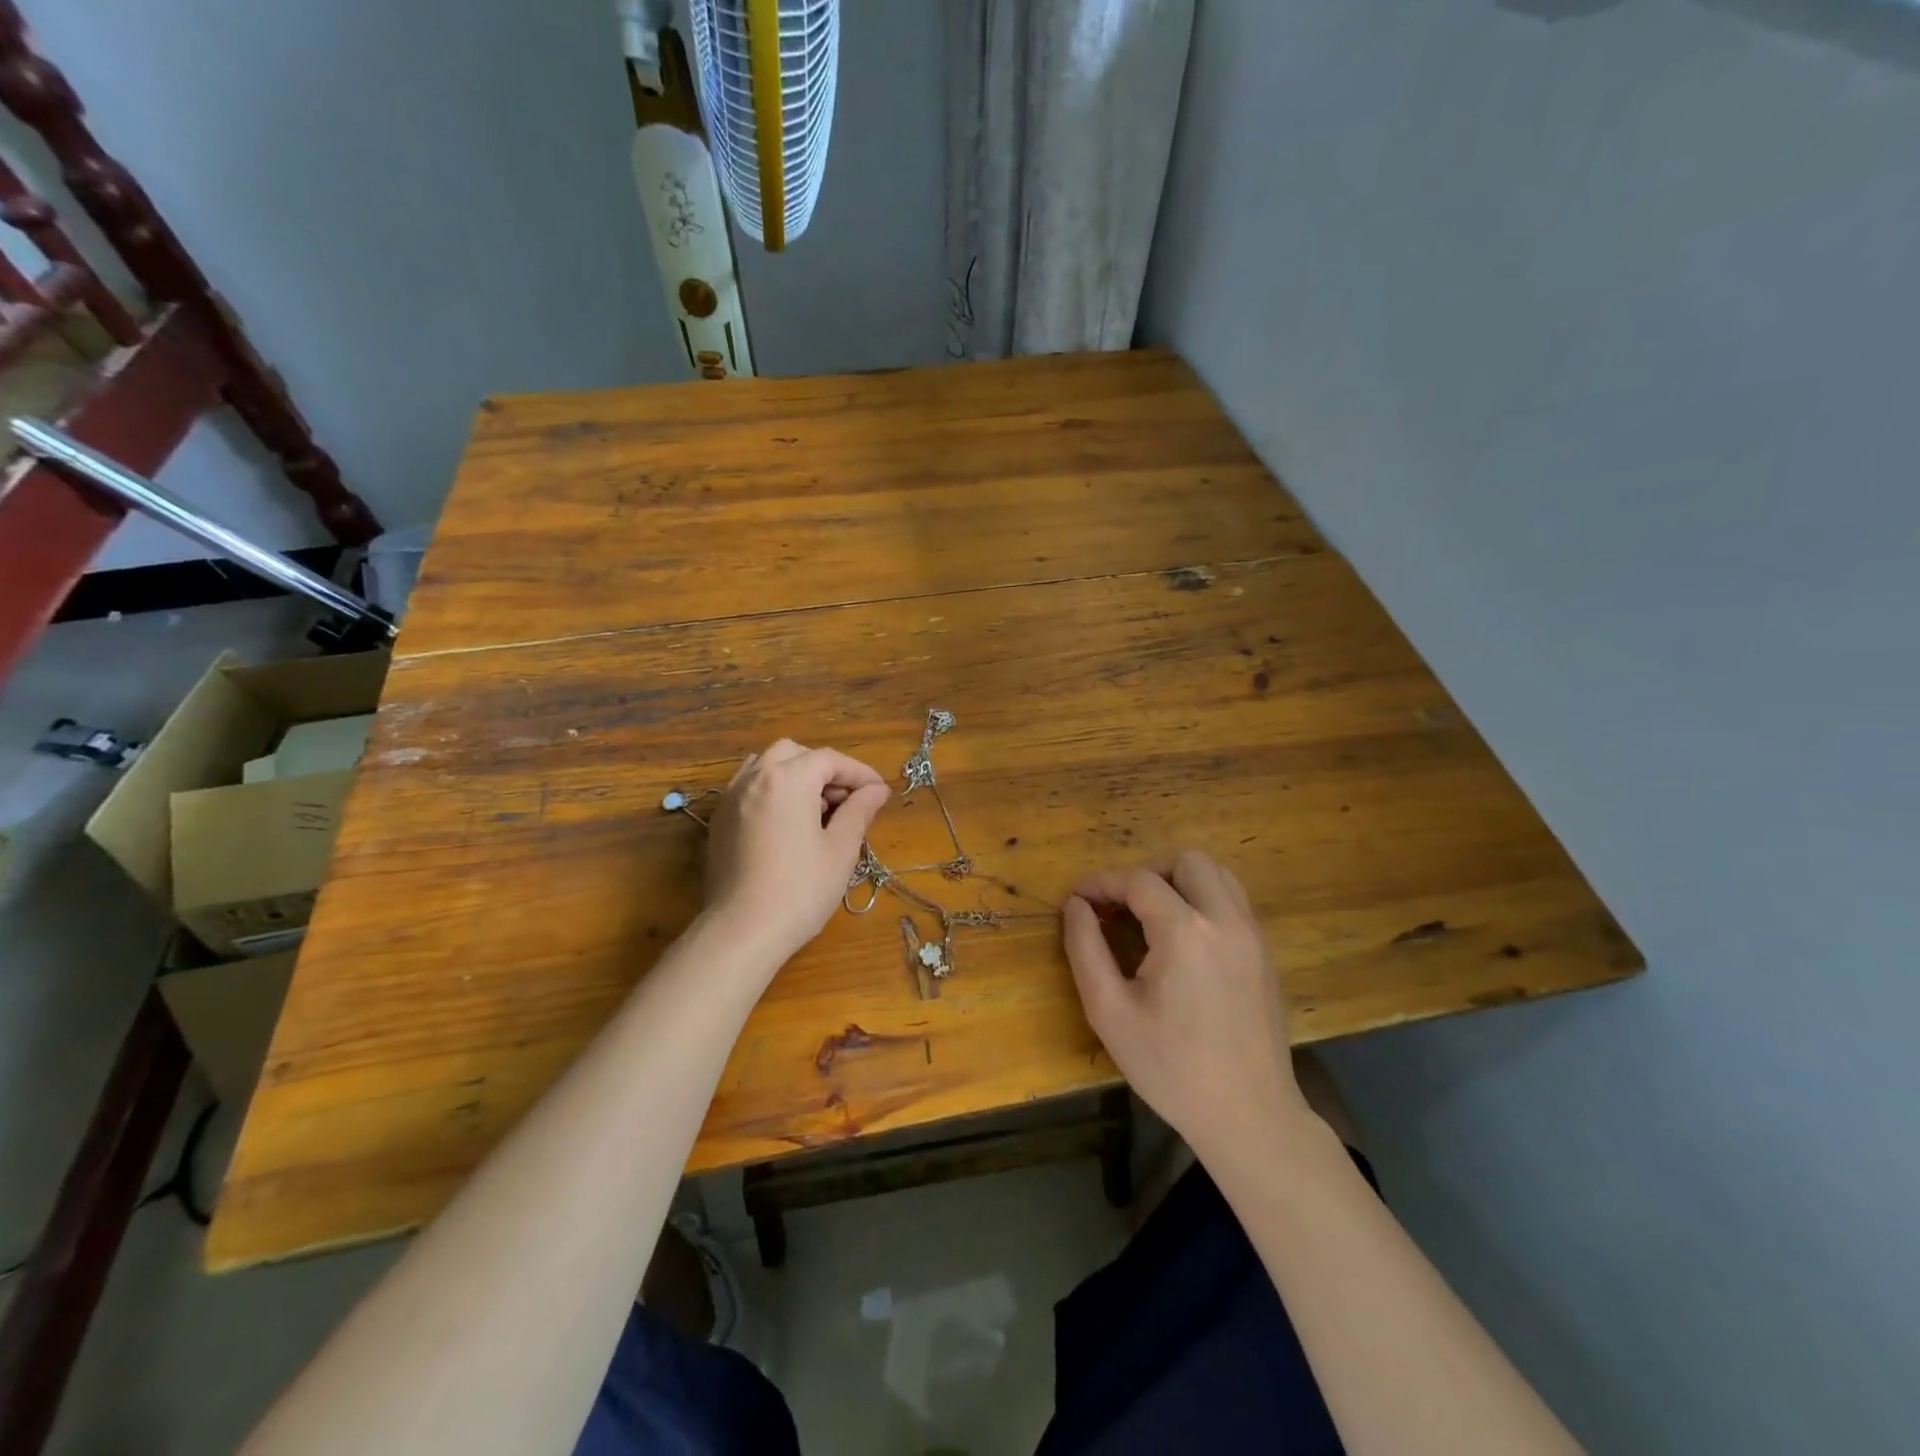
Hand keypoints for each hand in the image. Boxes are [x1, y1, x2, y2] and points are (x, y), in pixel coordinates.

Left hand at [704, 740, 890, 965]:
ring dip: (796, 775)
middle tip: (848, 799)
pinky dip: (773, 790)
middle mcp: (755, 777)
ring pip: (767, 766)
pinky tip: (788, 822)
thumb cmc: (800, 889)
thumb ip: (859, 811)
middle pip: (795, 754)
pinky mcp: (720, 821)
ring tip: (817, 808)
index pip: (830, 760)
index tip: (880, 793)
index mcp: (788, 779)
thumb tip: (876, 791)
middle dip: (825, 769)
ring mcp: (731, 798)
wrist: (742, 931)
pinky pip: (750, 788)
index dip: (859, 773)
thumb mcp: (841, 849)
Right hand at [1063, 851, 1310, 1162]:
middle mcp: (1225, 920)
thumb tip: (1075, 906)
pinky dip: (1203, 899)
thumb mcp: (1110, 1012)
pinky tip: (1182, 938)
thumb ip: (1085, 949)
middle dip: (1146, 872)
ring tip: (1151, 915)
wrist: (1249, 1116)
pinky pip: (1233, 901)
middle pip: (1186, 861)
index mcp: (1185, 933)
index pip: (1138, 880)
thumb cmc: (1171, 1068)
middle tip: (1119, 906)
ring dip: (1179, 881)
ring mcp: (1252, 935)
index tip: (1077, 898)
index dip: (1101, 882)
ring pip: (1217, 874)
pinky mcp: (1264, 953)